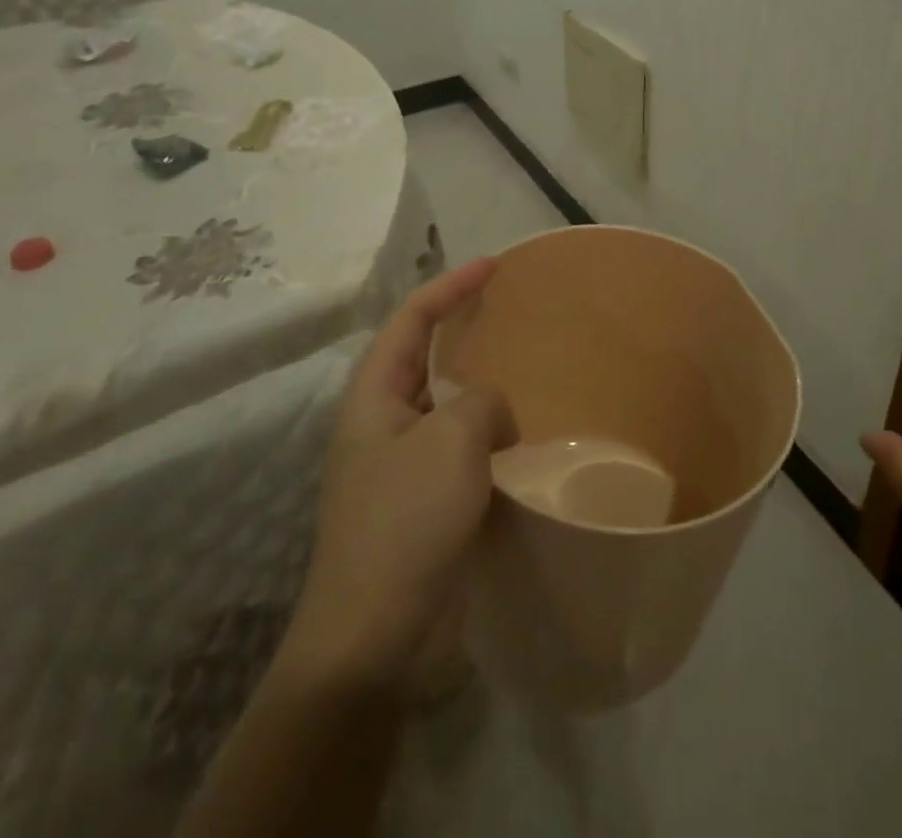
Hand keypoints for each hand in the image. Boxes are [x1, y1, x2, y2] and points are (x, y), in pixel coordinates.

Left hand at [282, 259, 516, 690]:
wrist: (374, 635)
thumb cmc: (405, 520)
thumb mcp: (451, 440)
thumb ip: (482, 403)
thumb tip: (494, 416)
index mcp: (373, 397)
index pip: (411, 320)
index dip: (450, 287)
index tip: (493, 265)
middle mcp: (383, 423)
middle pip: (425, 358)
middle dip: (465, 332)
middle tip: (513, 315)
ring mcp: (402, 467)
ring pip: (448, 408)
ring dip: (483, 391)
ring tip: (529, 373)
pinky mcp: (425, 506)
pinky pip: (462, 453)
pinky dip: (491, 439)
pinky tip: (525, 440)